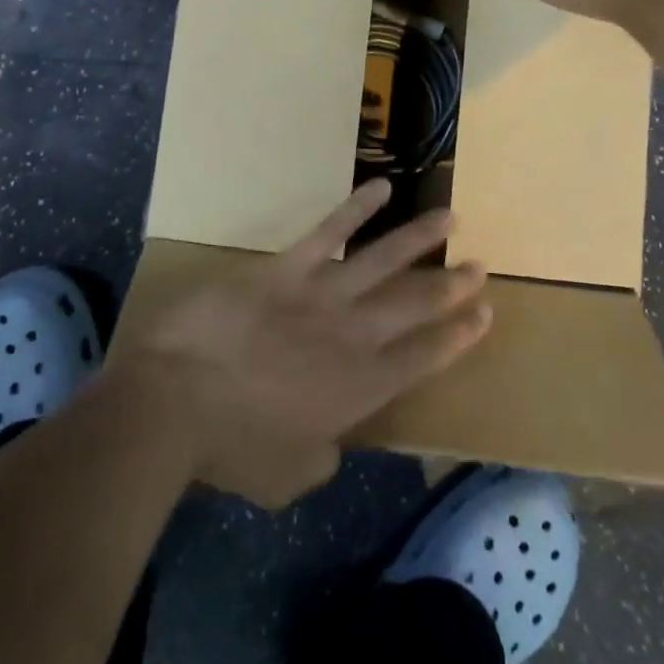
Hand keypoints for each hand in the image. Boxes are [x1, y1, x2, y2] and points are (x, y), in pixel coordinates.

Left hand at [130, 180, 490, 508]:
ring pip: (385, 259)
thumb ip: (321, 458)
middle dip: (451, 286)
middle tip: (480, 266)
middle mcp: (354, 335)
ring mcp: (323, 294)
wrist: (179, 397)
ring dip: (421, 237)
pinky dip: (358, 207)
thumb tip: (332, 443)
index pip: (424, 357)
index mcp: (359, 390)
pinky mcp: (288, 266)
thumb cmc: (231, 446)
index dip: (458, 335)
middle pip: (415, 304)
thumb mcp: (286, 477)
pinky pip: (331, 230)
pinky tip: (383, 186)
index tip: (485, 313)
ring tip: (451, 215)